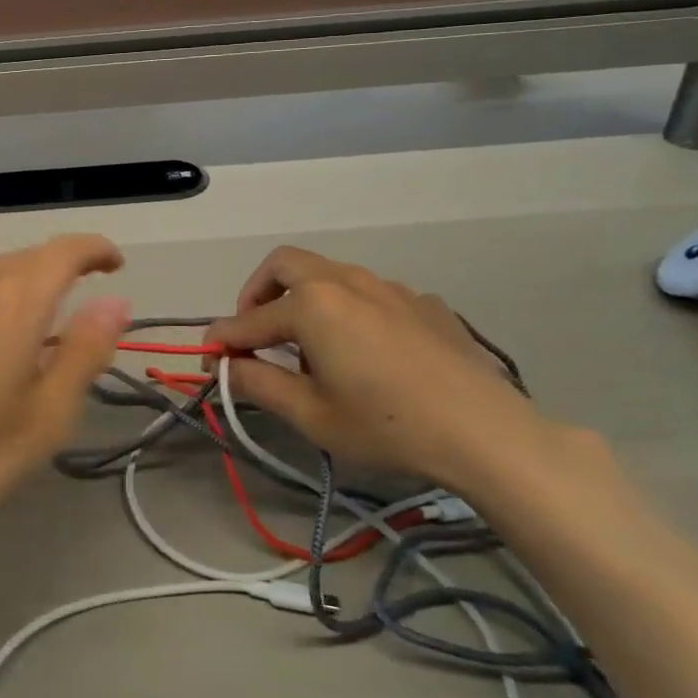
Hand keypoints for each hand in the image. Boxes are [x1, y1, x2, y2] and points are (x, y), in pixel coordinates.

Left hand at [0, 234, 129, 555]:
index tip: (116, 266)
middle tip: (86, 295)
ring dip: (24, 271)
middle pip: (29, 256)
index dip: (95, 249)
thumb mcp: (45, 417)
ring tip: (39, 299)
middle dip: (64, 265)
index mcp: (17, 304)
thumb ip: (84, 352)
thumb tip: (115, 301)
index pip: (64, 252)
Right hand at [204, 246, 544, 482]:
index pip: (249, 320)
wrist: (487, 432)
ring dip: (303, 298)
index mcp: (312, 305)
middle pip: (284, 265)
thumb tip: (226, 366)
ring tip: (311, 346)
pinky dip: (348, 309)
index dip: (223, 341)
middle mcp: (346, 281)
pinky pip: (370, 293)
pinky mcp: (424, 302)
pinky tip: (367, 351)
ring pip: (329, 274)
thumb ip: (259, 383)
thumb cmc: (387, 426)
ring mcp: (389, 287)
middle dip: (257, 293)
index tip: (210, 363)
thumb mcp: (312, 416)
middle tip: (256, 333)